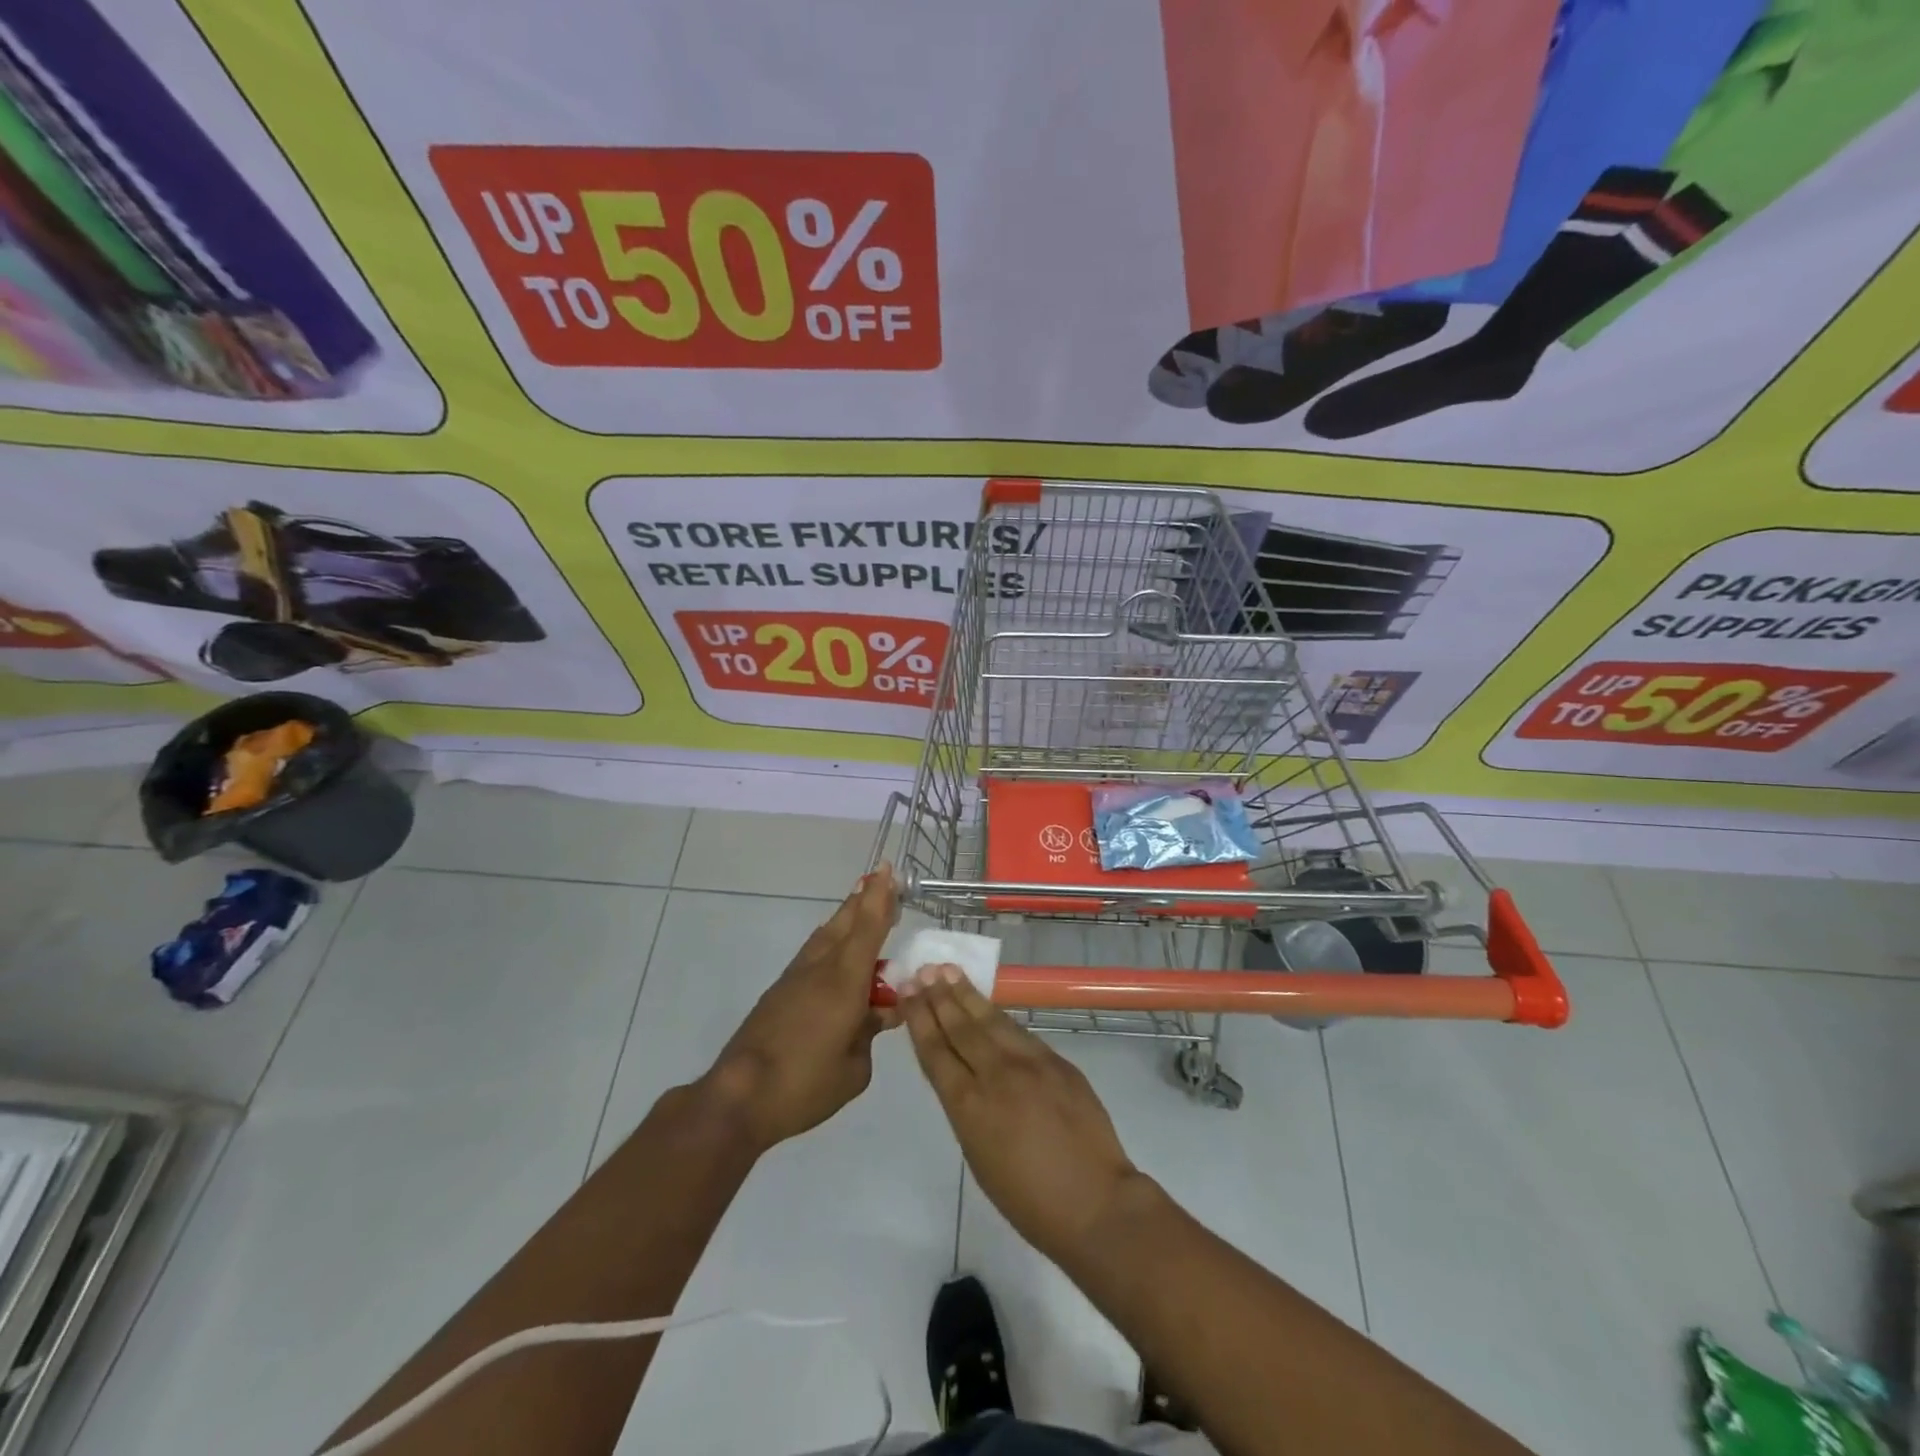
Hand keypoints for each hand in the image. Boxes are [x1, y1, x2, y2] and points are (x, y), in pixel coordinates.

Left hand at [703, 865, 898, 1150]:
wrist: (740, 1097)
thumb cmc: (805, 1084)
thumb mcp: (855, 1068)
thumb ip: (871, 1032)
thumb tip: (881, 1013)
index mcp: (844, 980)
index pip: (868, 927)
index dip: (880, 897)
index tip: (887, 869)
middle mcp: (820, 968)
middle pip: (846, 922)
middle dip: (865, 899)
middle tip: (882, 880)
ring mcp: (796, 978)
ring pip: (826, 935)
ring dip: (846, 917)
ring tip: (861, 906)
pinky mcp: (780, 993)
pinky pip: (814, 954)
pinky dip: (832, 941)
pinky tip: (837, 951)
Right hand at [900, 966, 1143, 1264]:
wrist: (1095, 1203)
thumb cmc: (1028, 1200)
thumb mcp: (979, 1155)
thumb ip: (967, 1108)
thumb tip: (963, 1075)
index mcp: (969, 1106)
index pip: (936, 1051)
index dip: (919, 1019)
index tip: (907, 991)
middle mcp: (996, 1075)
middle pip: (961, 1027)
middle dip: (938, 997)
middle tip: (923, 971)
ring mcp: (1030, 1063)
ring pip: (990, 1020)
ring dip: (966, 995)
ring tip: (948, 971)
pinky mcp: (1057, 1060)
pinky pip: (1019, 1032)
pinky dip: (998, 1015)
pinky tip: (987, 1004)